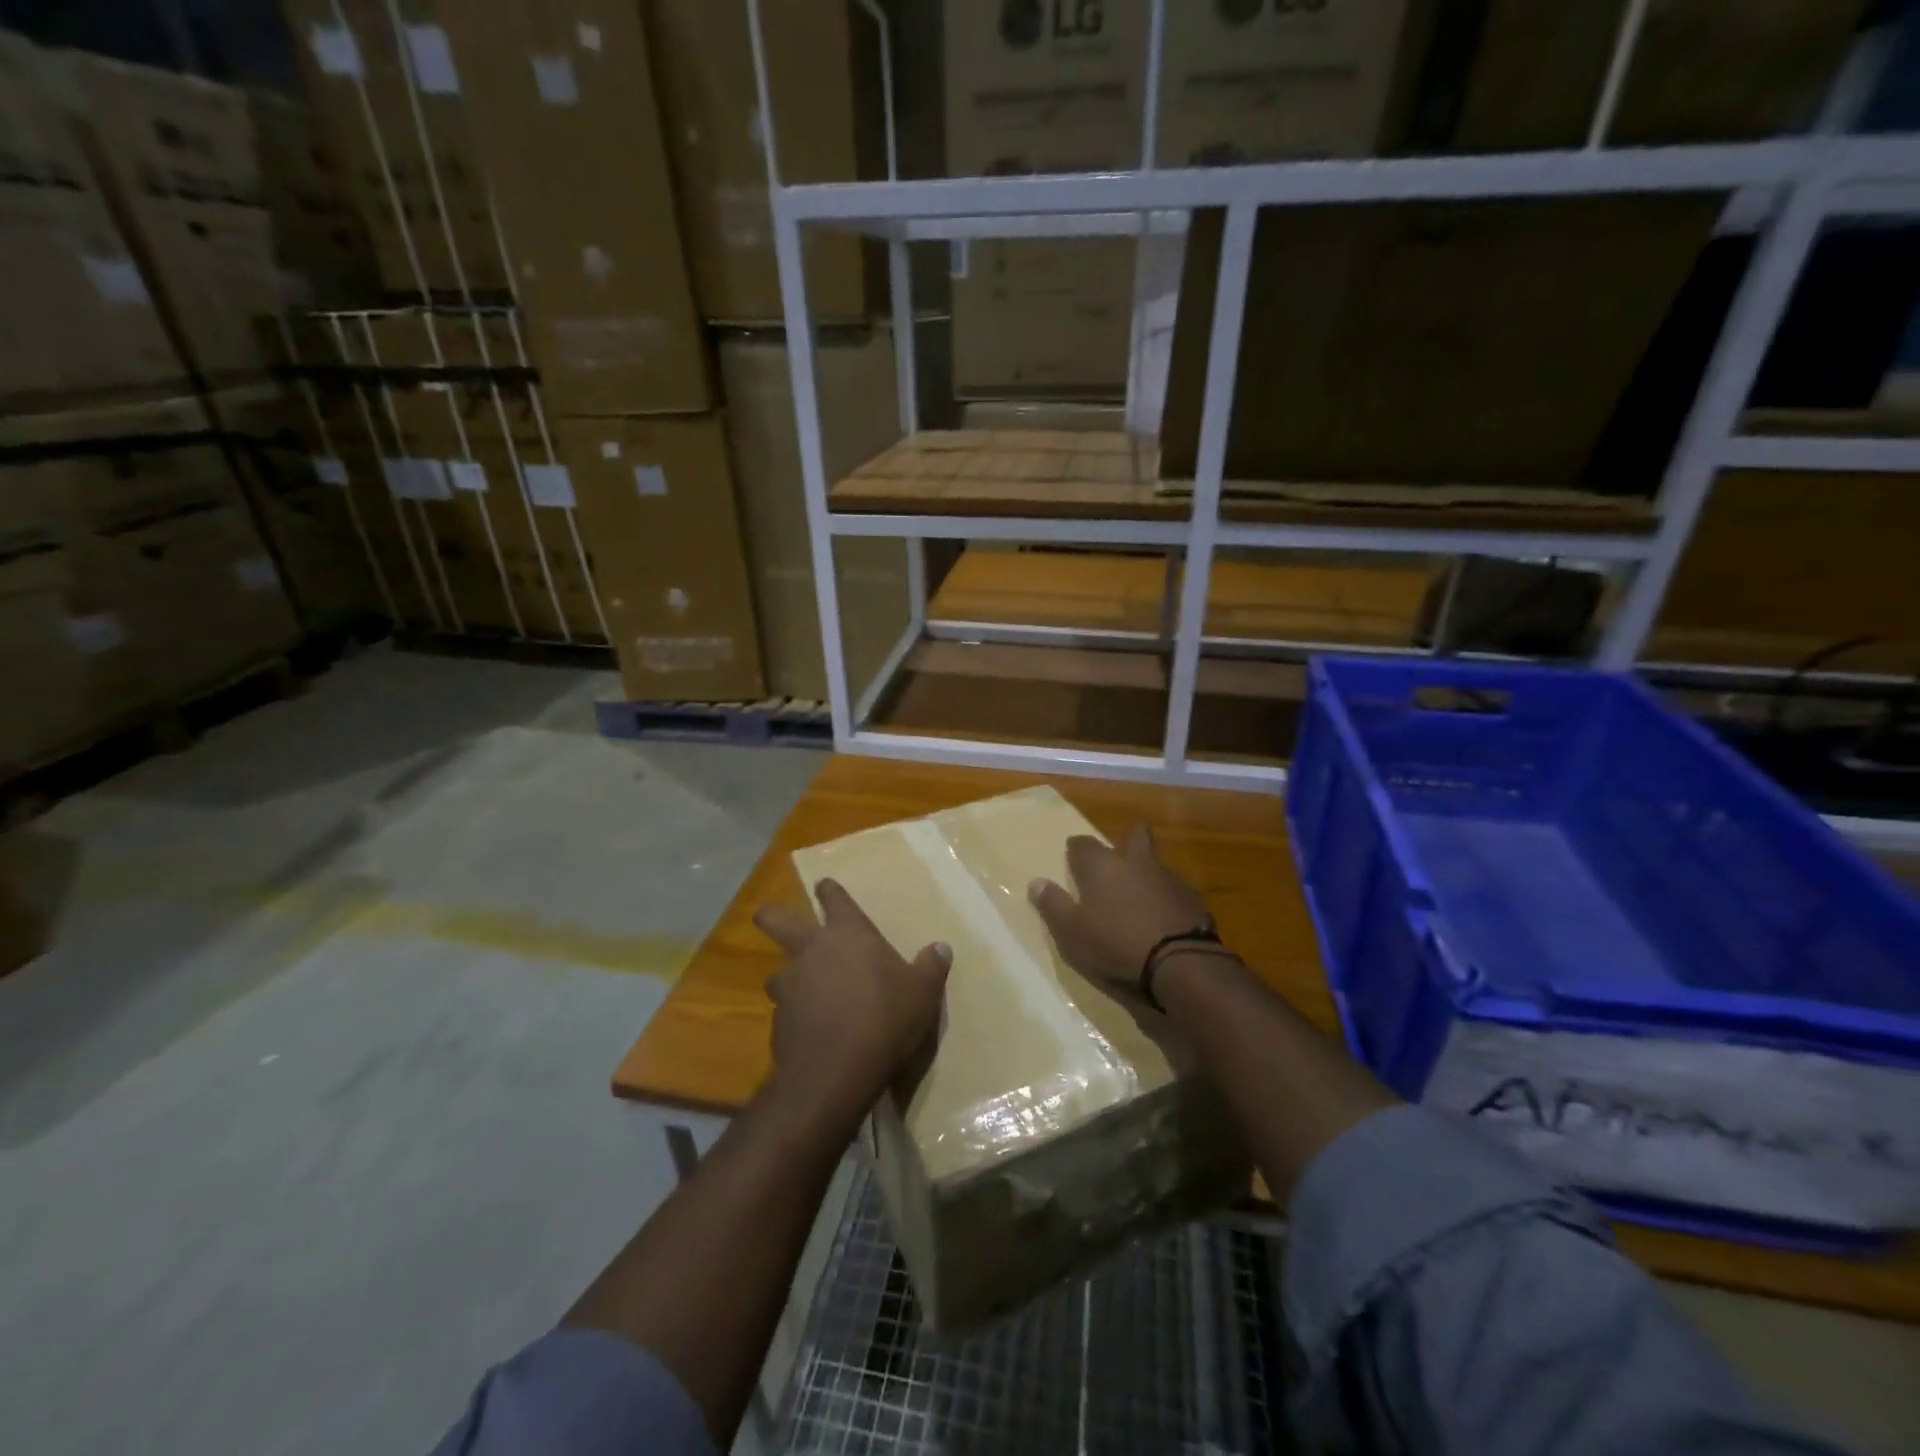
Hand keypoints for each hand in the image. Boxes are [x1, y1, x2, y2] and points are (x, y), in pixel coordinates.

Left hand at [753, 879, 950, 1123]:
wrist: (835, 1072)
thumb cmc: (884, 1018)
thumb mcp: (922, 993)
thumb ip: (931, 967)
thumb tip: (941, 948)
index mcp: (847, 933)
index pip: (833, 897)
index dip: (829, 890)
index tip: (826, 887)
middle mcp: (811, 950)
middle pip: (774, 918)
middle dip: (771, 915)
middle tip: (772, 918)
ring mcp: (789, 985)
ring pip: (776, 970)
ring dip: (788, 977)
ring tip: (807, 992)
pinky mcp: (776, 1022)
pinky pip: (784, 1010)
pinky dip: (795, 1016)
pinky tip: (811, 1031)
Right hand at [1028, 825, 1213, 993]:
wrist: (1180, 963)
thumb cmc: (1115, 944)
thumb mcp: (1071, 932)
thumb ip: (1053, 905)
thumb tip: (1036, 882)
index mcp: (1102, 866)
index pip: (1083, 845)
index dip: (1076, 849)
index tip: (1073, 856)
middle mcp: (1136, 863)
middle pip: (1134, 838)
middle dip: (1128, 840)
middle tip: (1121, 853)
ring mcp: (1169, 879)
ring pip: (1156, 865)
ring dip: (1148, 874)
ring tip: (1141, 894)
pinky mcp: (1194, 900)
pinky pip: (1176, 891)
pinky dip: (1168, 899)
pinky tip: (1165, 916)